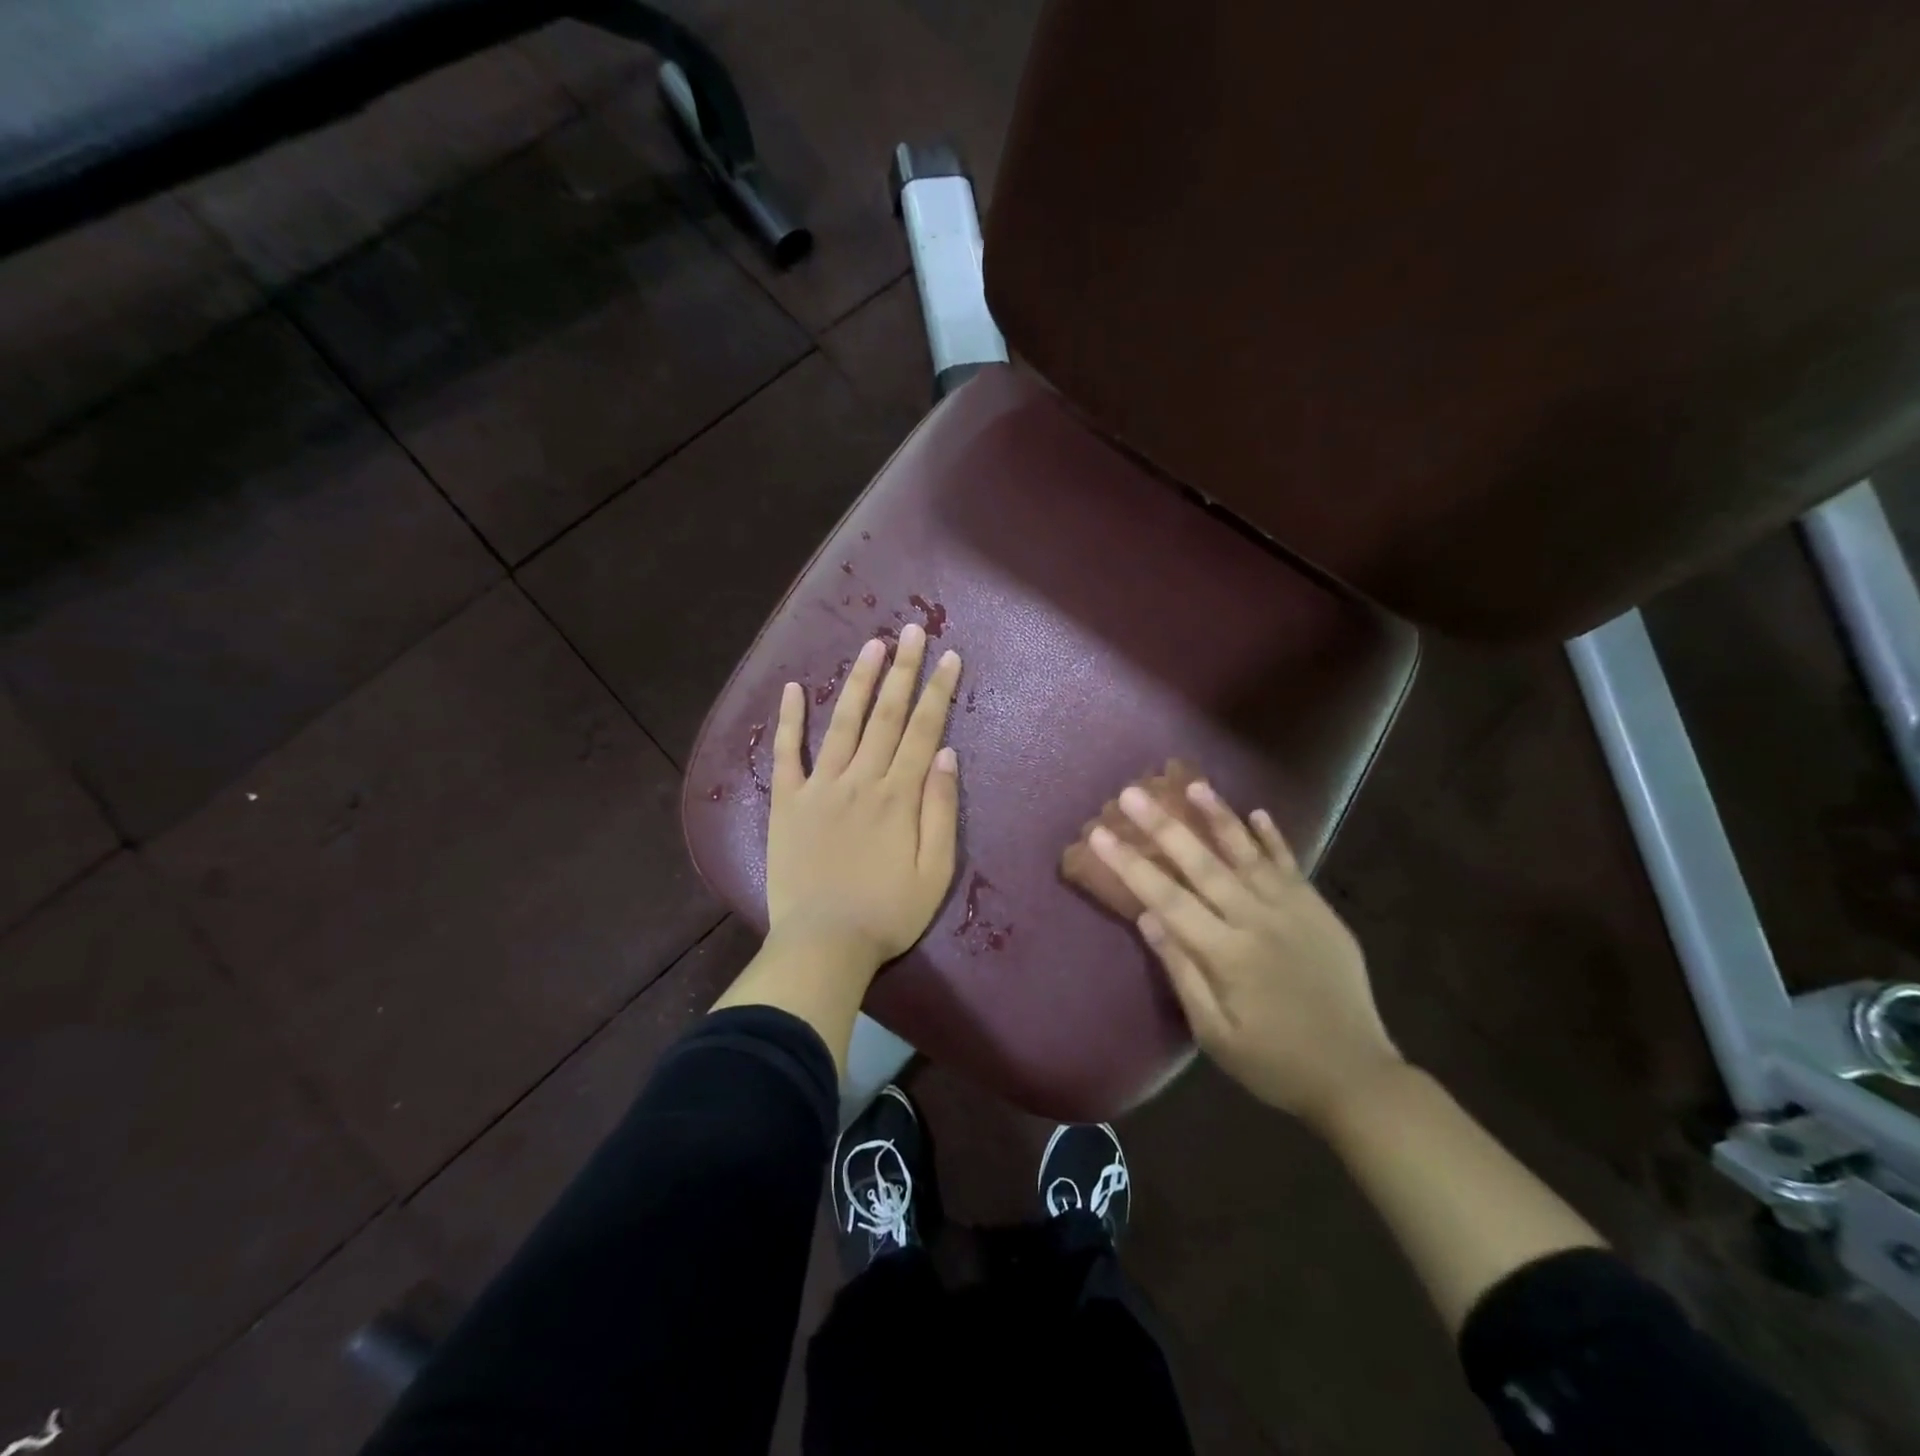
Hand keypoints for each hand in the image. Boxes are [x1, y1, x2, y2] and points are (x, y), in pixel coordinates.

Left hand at [765, 624, 962, 973]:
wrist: (823, 944)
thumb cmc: (888, 914)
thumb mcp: (935, 872)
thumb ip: (941, 811)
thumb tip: (947, 756)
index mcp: (898, 796)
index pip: (923, 730)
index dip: (937, 691)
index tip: (949, 656)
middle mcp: (860, 780)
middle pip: (885, 715)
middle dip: (902, 670)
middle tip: (912, 630)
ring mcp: (819, 788)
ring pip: (843, 723)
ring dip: (858, 682)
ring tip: (872, 645)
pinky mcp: (787, 803)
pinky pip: (787, 754)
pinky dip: (789, 720)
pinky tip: (794, 688)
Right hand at [1090, 779, 1402, 1129]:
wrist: (1357, 1077)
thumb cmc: (1274, 1063)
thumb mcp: (1215, 1034)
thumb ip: (1182, 972)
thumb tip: (1148, 918)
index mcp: (1226, 954)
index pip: (1166, 898)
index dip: (1130, 864)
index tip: (1099, 835)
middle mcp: (1257, 921)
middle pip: (1202, 864)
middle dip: (1163, 826)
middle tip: (1132, 793)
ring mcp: (1293, 911)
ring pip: (1248, 854)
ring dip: (1218, 816)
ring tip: (1192, 784)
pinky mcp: (1319, 912)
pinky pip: (1291, 866)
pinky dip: (1273, 838)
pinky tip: (1256, 813)